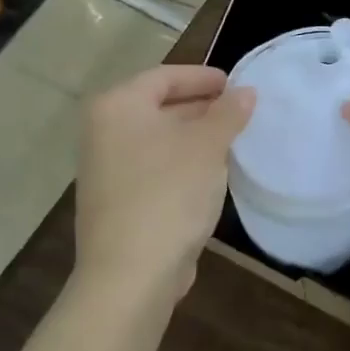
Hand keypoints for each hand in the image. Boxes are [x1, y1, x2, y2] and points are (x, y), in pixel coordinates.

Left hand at [75, 65, 254, 304]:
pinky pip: (154, 166)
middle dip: (201, 107)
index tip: (236, 85)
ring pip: (158, 139)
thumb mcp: (208, 146)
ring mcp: (105, 169)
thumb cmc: (168, 194)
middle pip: (158, 106)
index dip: (203, 77)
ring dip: (194, 137)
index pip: (165, 76)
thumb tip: (246, 93)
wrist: (130, 275)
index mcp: (118, 107)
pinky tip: (210, 174)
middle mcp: (103, 132)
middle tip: (239, 112)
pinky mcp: (116, 201)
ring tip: (232, 141)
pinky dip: (181, 162)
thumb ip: (228, 113)